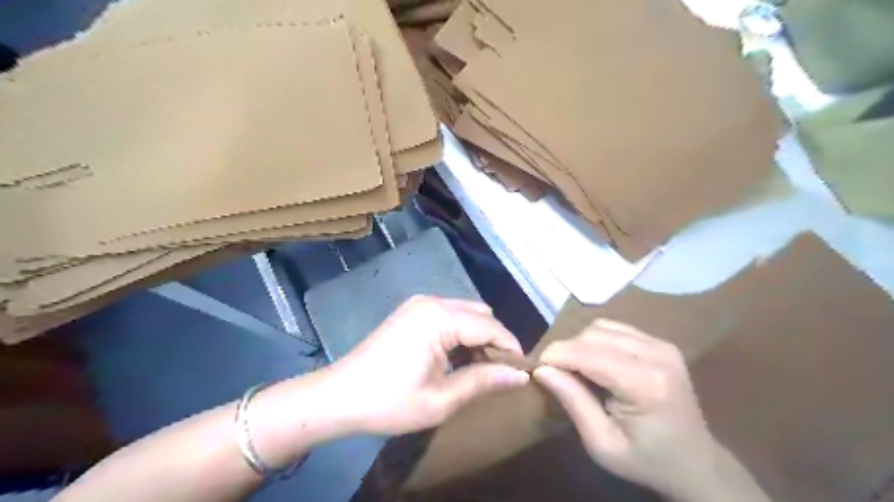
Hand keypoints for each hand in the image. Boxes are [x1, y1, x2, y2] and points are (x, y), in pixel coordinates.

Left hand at [321, 297, 529, 432]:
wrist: (338, 397)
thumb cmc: (389, 401)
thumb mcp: (441, 399)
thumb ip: (483, 381)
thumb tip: (520, 375)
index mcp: (439, 318)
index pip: (490, 326)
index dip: (510, 347)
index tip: (522, 371)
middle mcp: (432, 302)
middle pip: (479, 314)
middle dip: (494, 340)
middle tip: (499, 373)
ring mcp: (419, 304)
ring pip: (465, 313)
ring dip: (477, 337)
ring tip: (480, 369)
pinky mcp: (411, 312)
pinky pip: (448, 315)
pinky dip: (460, 333)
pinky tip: (457, 358)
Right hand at [530, 320, 717, 500]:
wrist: (697, 463)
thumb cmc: (647, 461)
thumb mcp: (602, 444)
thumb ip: (573, 402)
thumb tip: (542, 370)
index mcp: (645, 384)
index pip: (586, 353)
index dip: (555, 356)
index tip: (537, 371)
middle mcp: (656, 354)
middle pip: (592, 335)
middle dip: (566, 350)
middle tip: (557, 375)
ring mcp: (661, 344)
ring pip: (601, 326)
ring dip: (580, 344)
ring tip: (576, 369)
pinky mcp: (661, 342)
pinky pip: (615, 328)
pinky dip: (597, 340)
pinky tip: (596, 361)